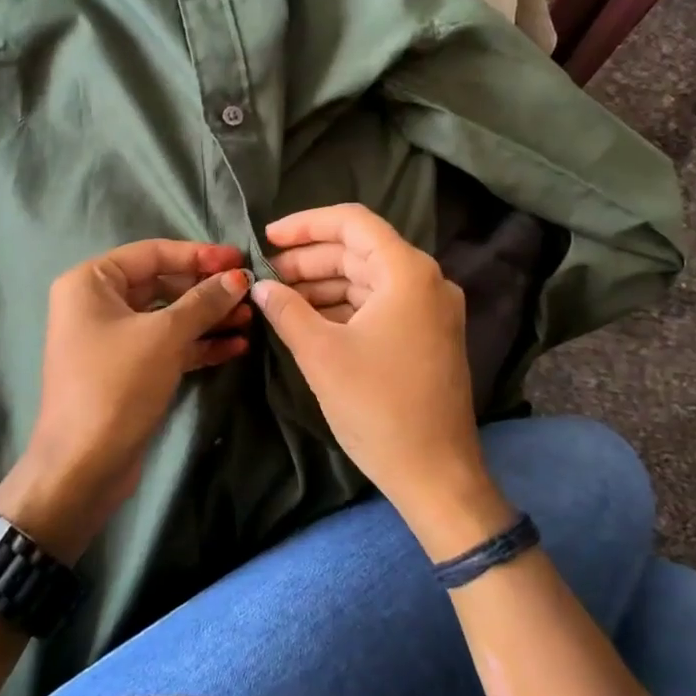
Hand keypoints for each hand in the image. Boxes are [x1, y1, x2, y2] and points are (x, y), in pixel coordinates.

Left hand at [0, 240, 251, 560]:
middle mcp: (97, 303)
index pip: (153, 253)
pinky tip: (235, 347)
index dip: (199, 254)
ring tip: (251, 320)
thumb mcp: (164, 336)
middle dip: (207, 290)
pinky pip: (167, 345)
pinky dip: (198, 344)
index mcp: (91, 281)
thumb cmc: (117, 385)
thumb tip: (239, 276)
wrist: (83, 466)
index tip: (240, 259)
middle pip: (163, 283)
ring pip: (168, 317)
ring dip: (209, 318)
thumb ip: (204, 301)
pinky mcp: (128, 369)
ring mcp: (112, 338)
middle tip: (250, 293)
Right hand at [250, 205, 513, 558]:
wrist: (435, 474)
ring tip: (279, 298)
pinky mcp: (427, 336)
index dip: (305, 224)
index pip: (353, 222)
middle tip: (266, 275)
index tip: (266, 237)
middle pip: (359, 250)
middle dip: (309, 259)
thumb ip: (286, 310)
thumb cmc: (378, 407)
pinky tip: (309, 320)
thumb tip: (260, 286)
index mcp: (407, 272)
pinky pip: (379, 305)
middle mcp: (426, 281)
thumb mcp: (321, 354)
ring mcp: (430, 310)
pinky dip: (343, 306)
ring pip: (367, 279)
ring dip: (323, 284)